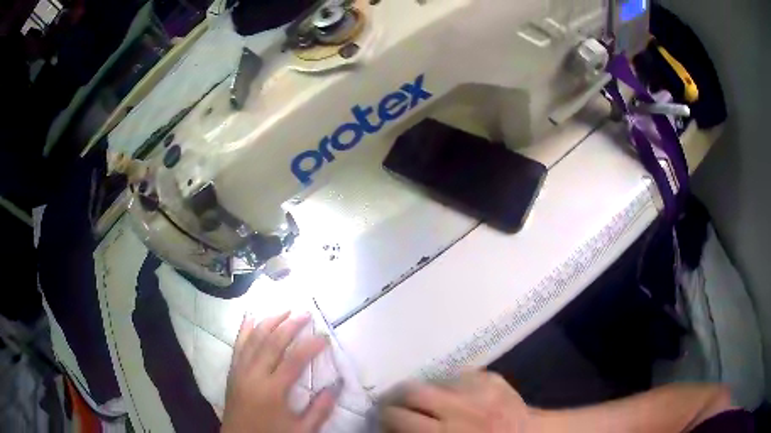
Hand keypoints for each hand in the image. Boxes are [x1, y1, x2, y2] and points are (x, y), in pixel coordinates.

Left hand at [221, 312, 338, 432]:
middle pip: (272, 342)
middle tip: (306, 313)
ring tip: (285, 310)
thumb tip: (336, 386)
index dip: (310, 346)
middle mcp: (253, 375)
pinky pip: (238, 344)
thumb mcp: (301, 430)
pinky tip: (251, 316)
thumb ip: (320, 410)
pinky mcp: (232, 371)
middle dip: (290, 325)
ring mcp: (240, 370)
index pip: (294, 360)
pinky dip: (245, 328)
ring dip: (269, 321)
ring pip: (253, 338)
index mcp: (272, 390)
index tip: (324, 337)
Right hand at [380, 371, 533, 432]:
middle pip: (411, 391)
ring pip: (432, 379)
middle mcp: (461, 407)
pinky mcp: (492, 378)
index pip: (400, 417)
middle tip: (393, 405)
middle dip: (395, 398)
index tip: (382, 421)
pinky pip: (458, 375)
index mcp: (447, 432)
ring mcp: (478, 388)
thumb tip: (394, 428)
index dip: (384, 418)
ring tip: (422, 399)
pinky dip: (448, 385)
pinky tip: (452, 395)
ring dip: (422, 390)